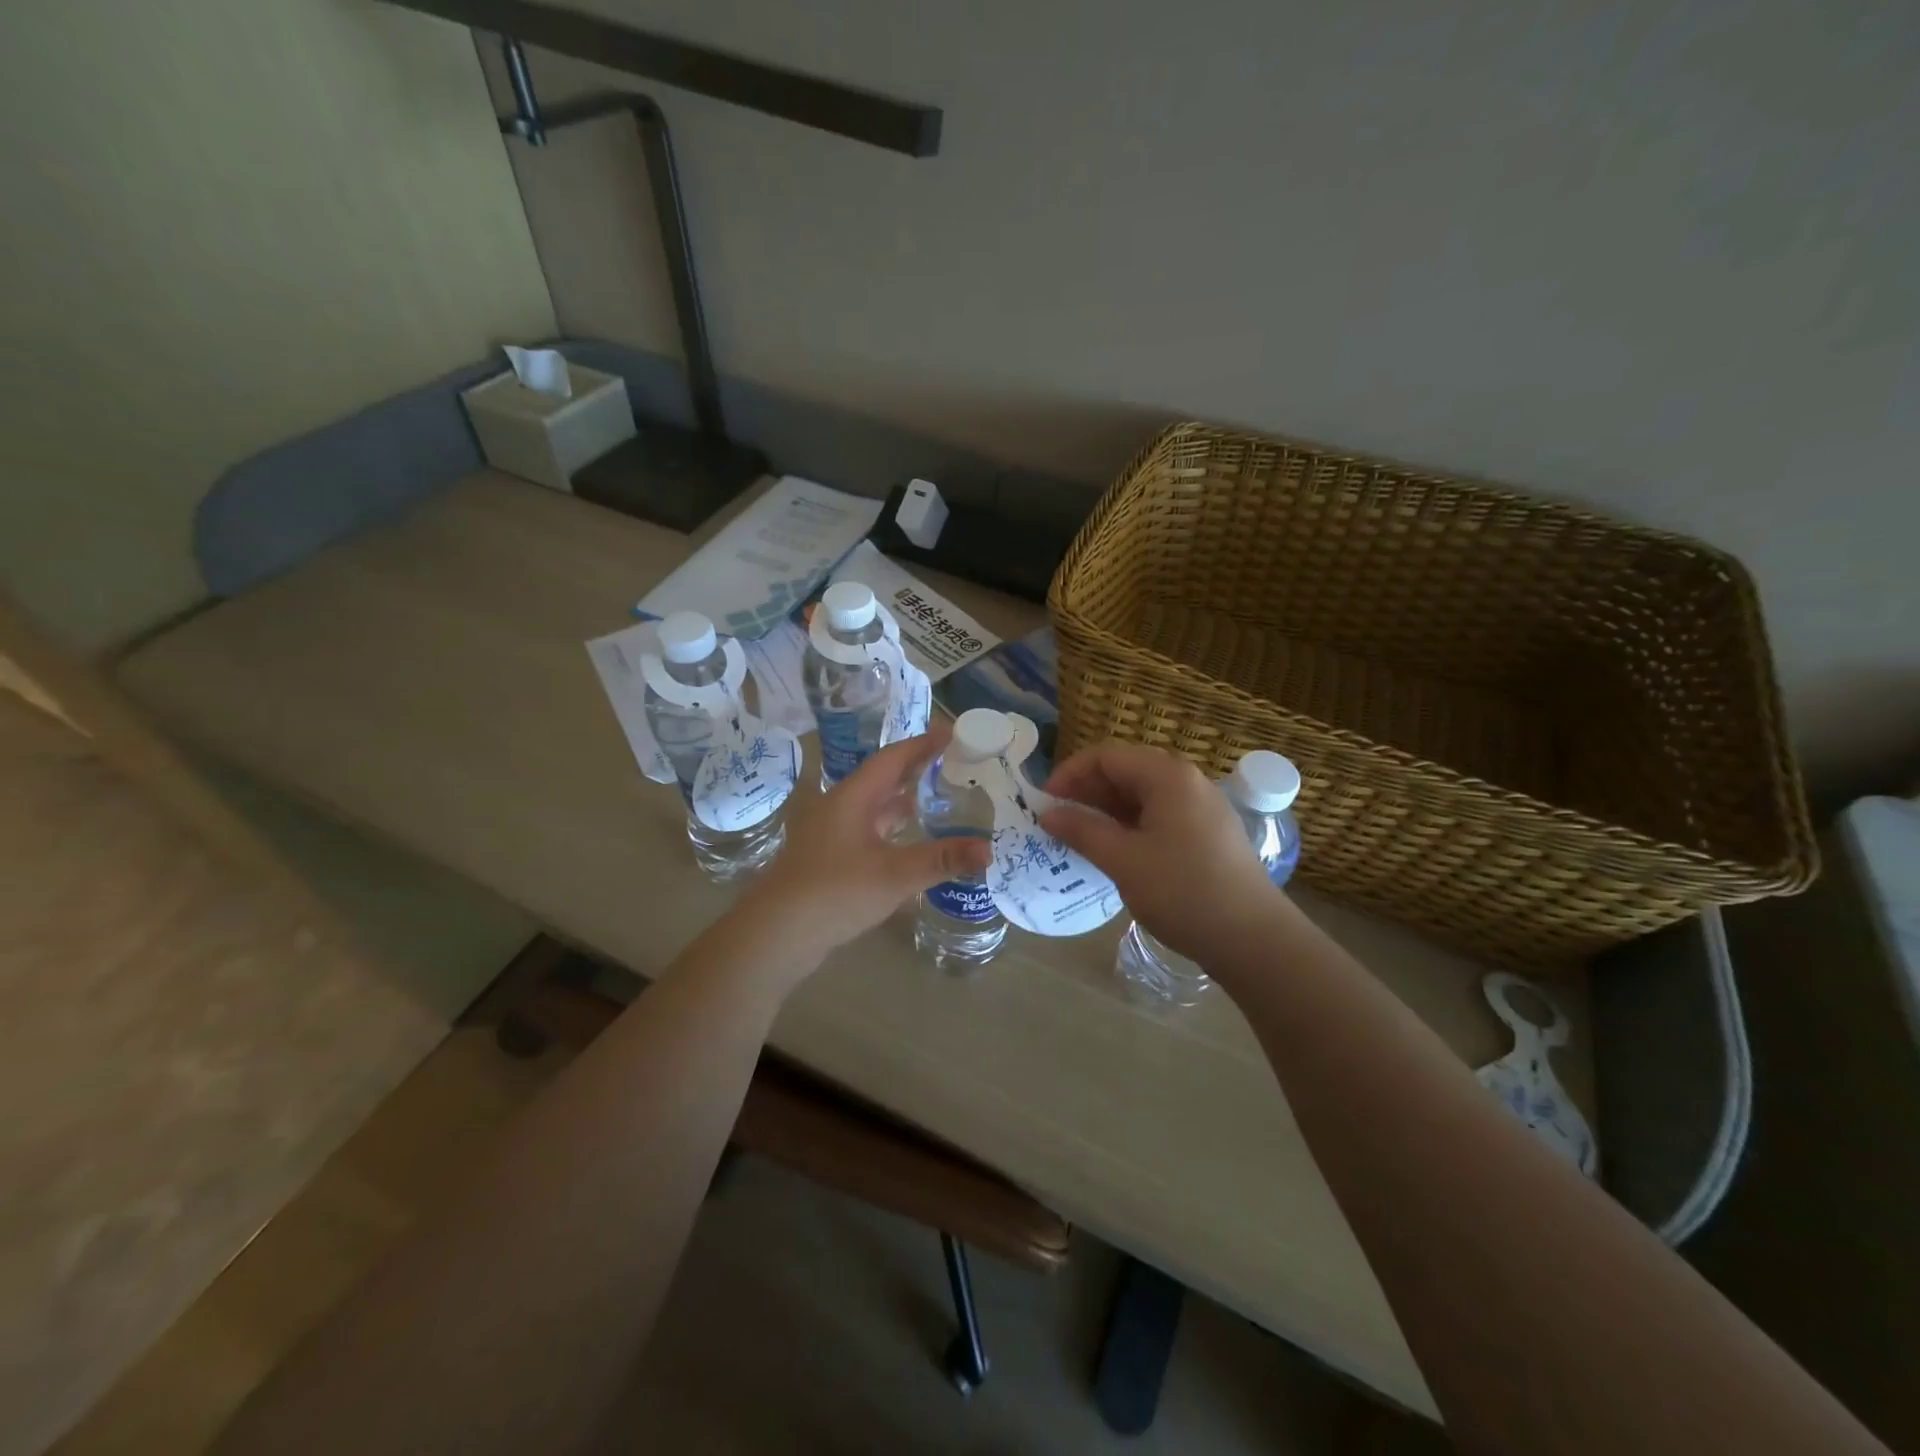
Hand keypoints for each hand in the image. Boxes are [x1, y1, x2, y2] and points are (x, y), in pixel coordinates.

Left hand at [731, 725, 990, 973]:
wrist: (776, 935)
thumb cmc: (834, 893)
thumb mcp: (894, 875)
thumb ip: (942, 860)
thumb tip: (988, 850)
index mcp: (852, 798)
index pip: (892, 758)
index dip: (923, 744)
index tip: (953, 733)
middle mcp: (840, 808)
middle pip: (883, 778)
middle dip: (917, 768)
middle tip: (955, 762)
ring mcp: (832, 834)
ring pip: (875, 806)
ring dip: (905, 798)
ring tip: (940, 795)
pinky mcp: (830, 859)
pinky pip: (870, 830)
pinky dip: (894, 827)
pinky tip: (911, 840)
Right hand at [1038, 741, 1285, 969]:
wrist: (1253, 939)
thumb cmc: (1183, 892)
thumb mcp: (1124, 860)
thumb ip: (1082, 830)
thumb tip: (1047, 813)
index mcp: (1168, 776)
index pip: (1106, 756)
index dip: (1069, 774)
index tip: (1043, 803)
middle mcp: (1186, 782)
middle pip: (1124, 772)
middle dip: (1085, 793)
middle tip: (1055, 822)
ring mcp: (1200, 808)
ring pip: (1140, 796)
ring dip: (1105, 811)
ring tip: (1076, 838)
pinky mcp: (1205, 833)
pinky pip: (1157, 816)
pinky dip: (1128, 826)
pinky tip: (1111, 851)